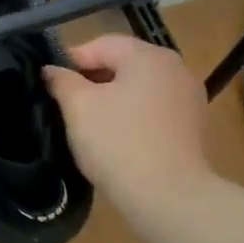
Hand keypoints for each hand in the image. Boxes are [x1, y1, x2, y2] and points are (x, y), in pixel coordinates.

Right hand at [44, 34, 211, 207]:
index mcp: (149, 55)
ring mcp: (189, 98)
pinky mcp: (192, 127)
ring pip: (138, 89)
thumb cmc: (118, 142)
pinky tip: (116, 140)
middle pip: (122, 64)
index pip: (101, 45)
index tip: (50, 85)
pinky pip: (153, 111)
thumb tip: (51, 70)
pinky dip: (132, 118)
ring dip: (111, 100)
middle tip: (65, 105)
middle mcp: (175, 68)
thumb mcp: (78, 107)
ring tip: (88, 125)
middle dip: (92, 81)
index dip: (71, 61)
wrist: (169, 198)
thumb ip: (61, 81)